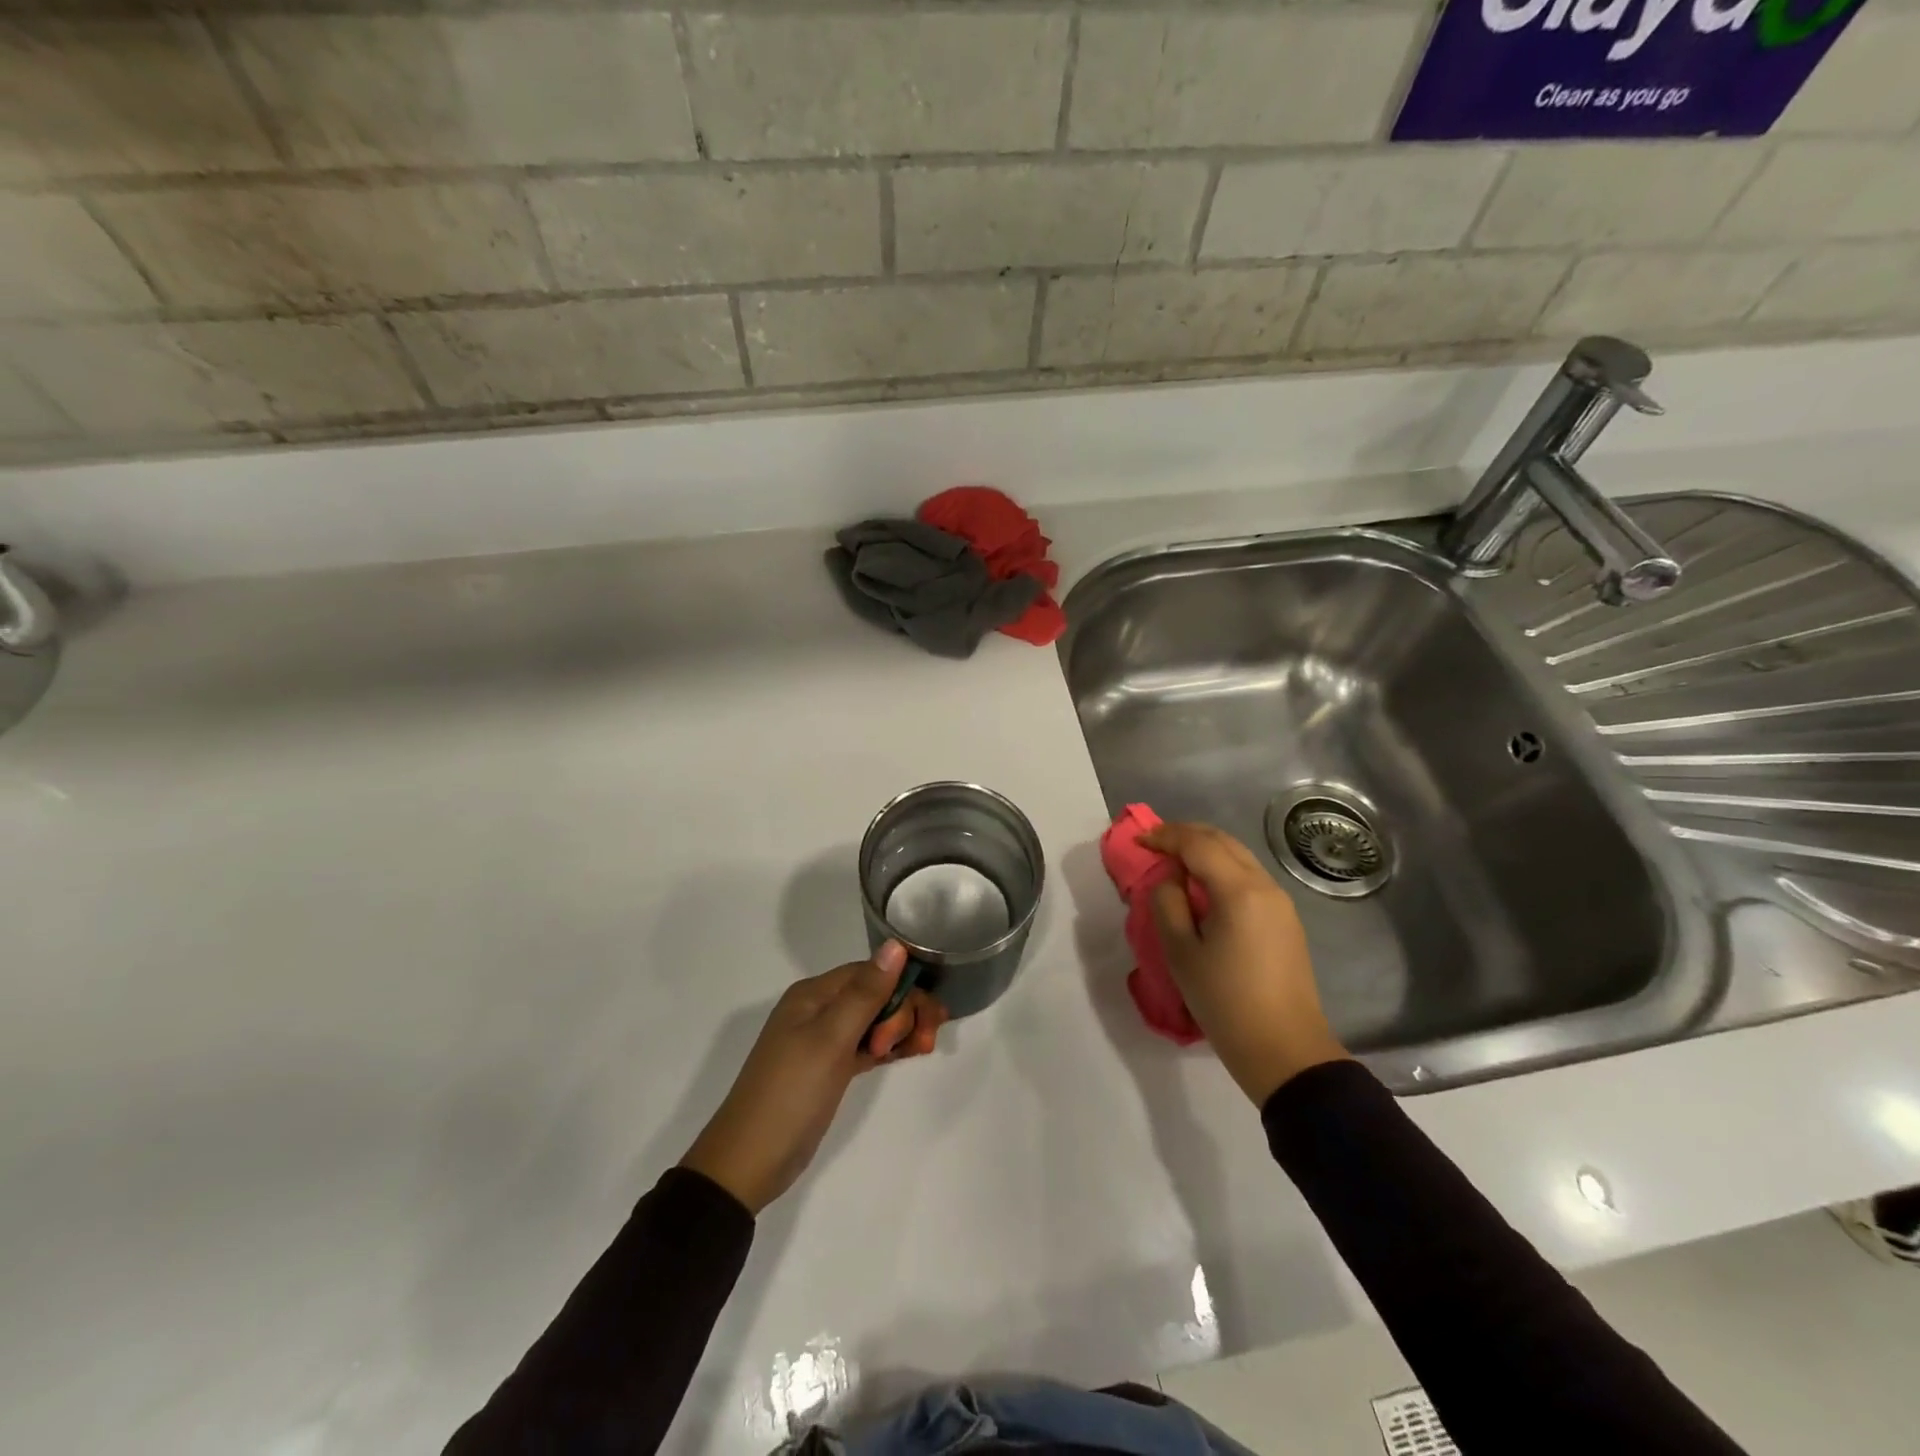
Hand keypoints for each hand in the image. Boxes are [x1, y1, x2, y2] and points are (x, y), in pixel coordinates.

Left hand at [679, 941, 945, 1214]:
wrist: (749, 1162)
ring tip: (922, 1051)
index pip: (871, 973)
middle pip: (876, 994)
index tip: (923, 1022)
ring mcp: (824, 1040)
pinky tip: (906, 1055)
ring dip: (901, 1029)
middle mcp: (819, 1009)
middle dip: (905, 1012)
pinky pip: (867, 1044)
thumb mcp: (831, 1039)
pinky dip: (888, 1047)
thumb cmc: (791, 1093)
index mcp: (815, 994)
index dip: (902, 990)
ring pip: (874, 1019)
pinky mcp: (830, 1068)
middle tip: (920, 1046)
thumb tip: (896, 944)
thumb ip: (866, 993)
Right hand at [1141, 821, 1347, 1105]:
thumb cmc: (1225, 1002)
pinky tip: (1204, 887)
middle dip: (1187, 835)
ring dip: (1206, 850)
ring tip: (1176, 862)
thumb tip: (1171, 880)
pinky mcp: (1286, 920)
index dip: (1166, 836)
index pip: (1198, 844)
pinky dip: (1223, 869)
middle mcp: (1265, 886)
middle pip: (1223, 841)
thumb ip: (1168, 905)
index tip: (1140, 841)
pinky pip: (1249, 877)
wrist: (1285, 1050)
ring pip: (1240, 857)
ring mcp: (1281, 903)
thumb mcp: (1181, 953)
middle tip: (1155, 842)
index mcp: (1239, 891)